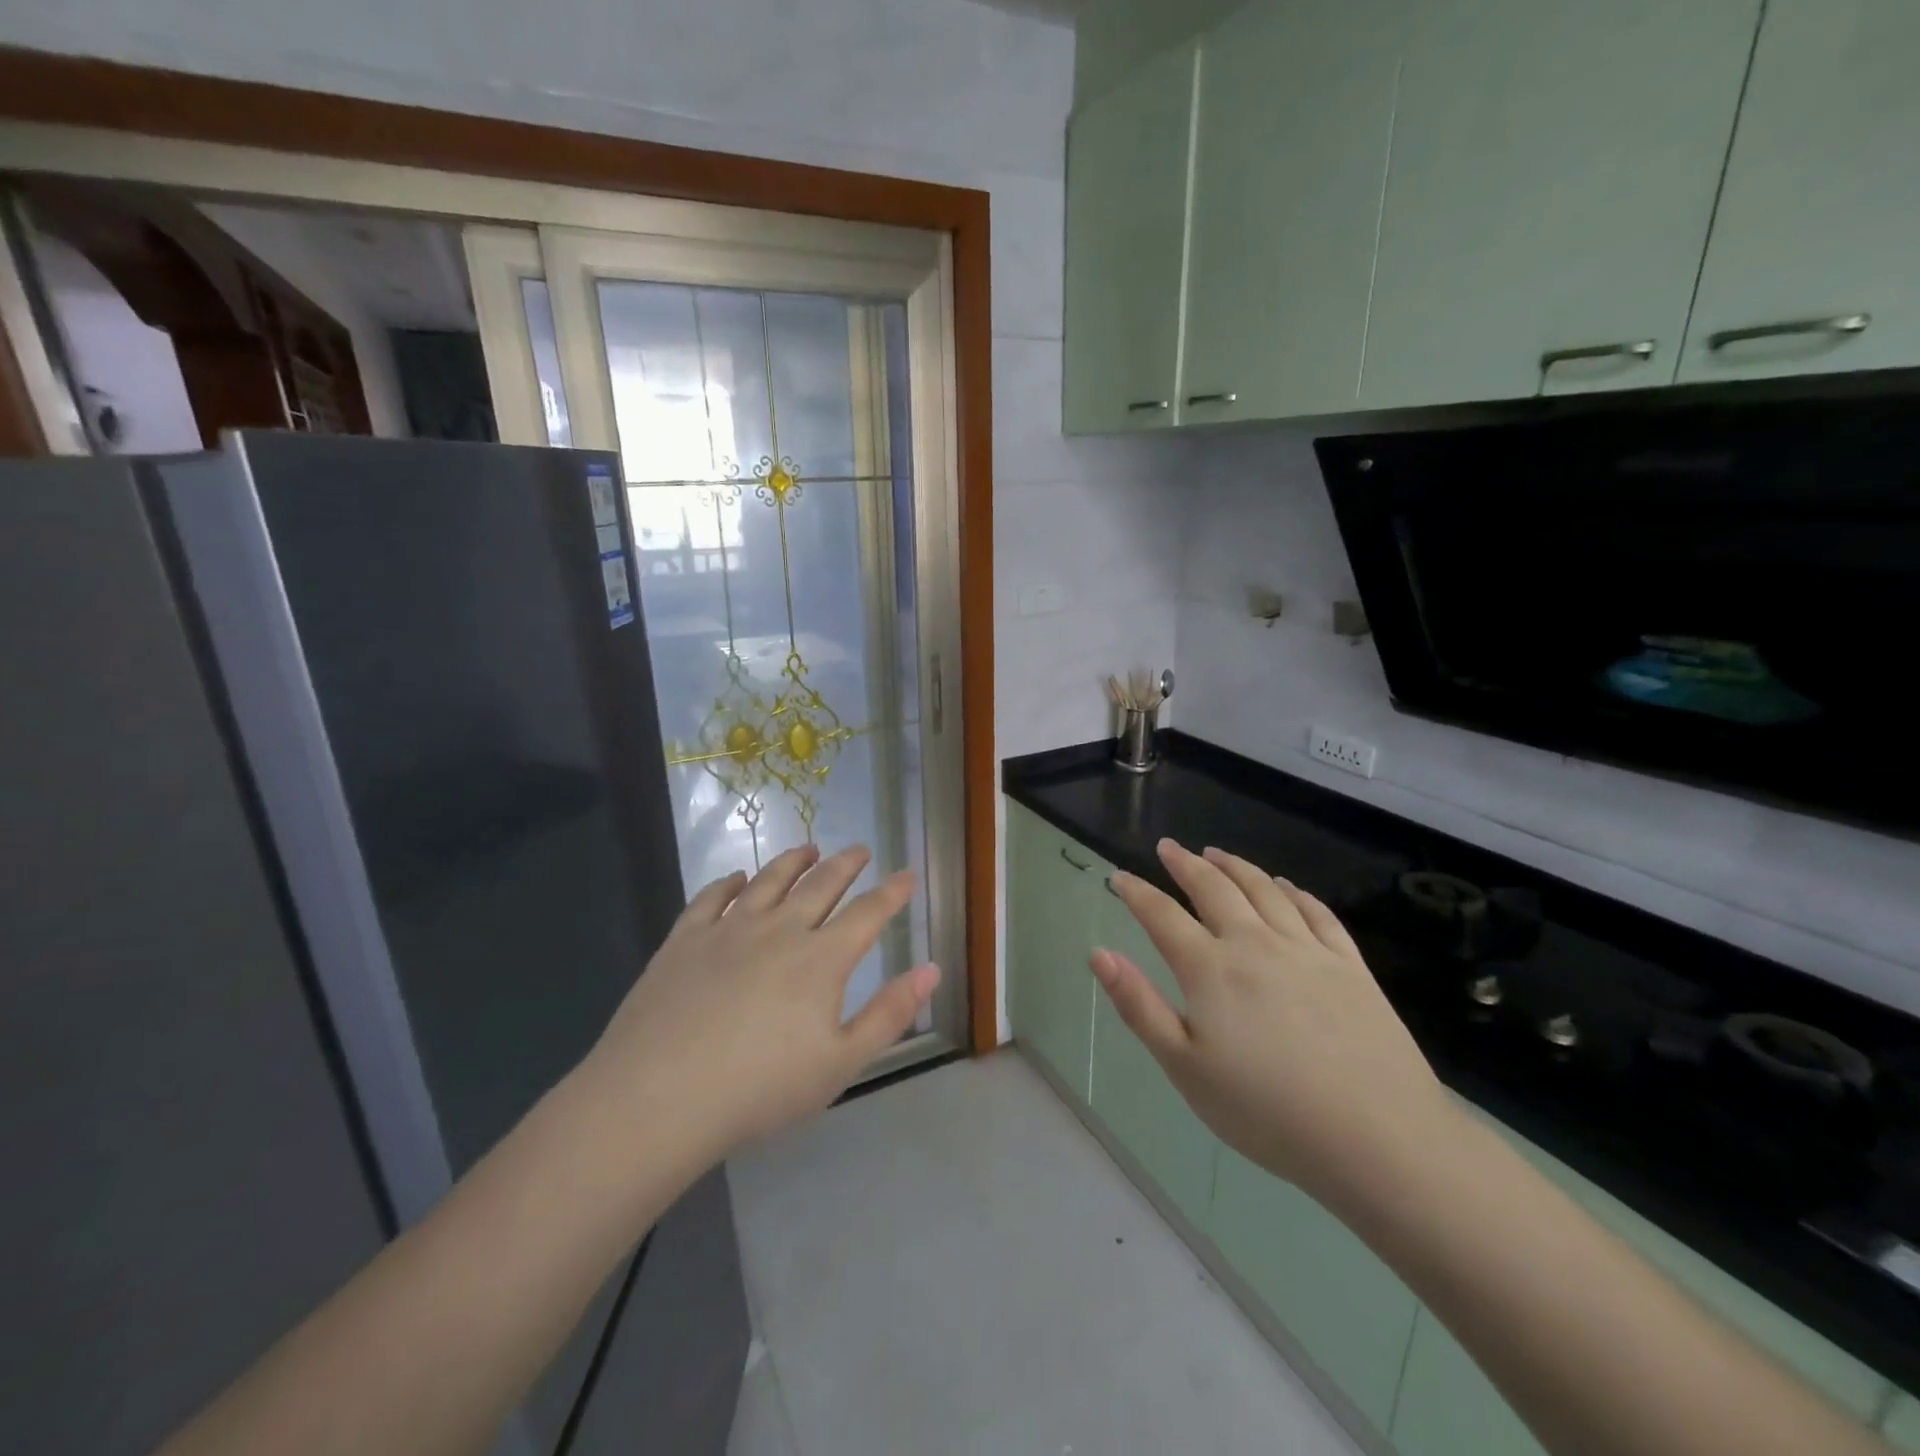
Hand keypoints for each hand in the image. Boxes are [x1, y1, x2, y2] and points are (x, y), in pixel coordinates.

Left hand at [582, 844, 938, 1160]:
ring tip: (808, 848)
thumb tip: (931, 969)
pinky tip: (736, 878)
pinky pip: (712, 898)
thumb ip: (890, 1014)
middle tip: (859, 850)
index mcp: (821, 959)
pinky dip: (729, 882)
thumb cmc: (760, 1088)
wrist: (659, 1097)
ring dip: (793, 861)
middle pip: (821, 885)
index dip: (891, 893)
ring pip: (769, 881)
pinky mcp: (685, 939)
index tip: (905, 875)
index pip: (867, 913)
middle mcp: (779, 930)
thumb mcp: (841, 1063)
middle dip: (845, 864)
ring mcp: (729, 929)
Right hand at [1093, 840, 1455, 1215]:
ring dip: (1236, 867)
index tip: (1119, 876)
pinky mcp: (1350, 965)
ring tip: (1216, 853)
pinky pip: (1317, 913)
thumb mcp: (1185, 1067)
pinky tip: (1286, 885)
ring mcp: (1306, 950)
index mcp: (1210, 969)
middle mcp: (1255, 944)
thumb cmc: (1266, 1110)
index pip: (1162, 915)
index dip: (1137, 892)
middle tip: (1168, 847)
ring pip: (1264, 890)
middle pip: (1214, 889)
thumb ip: (1139, 1005)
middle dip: (1185, 864)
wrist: (1377, 1138)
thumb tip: (1099, 954)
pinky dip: (1295, 892)